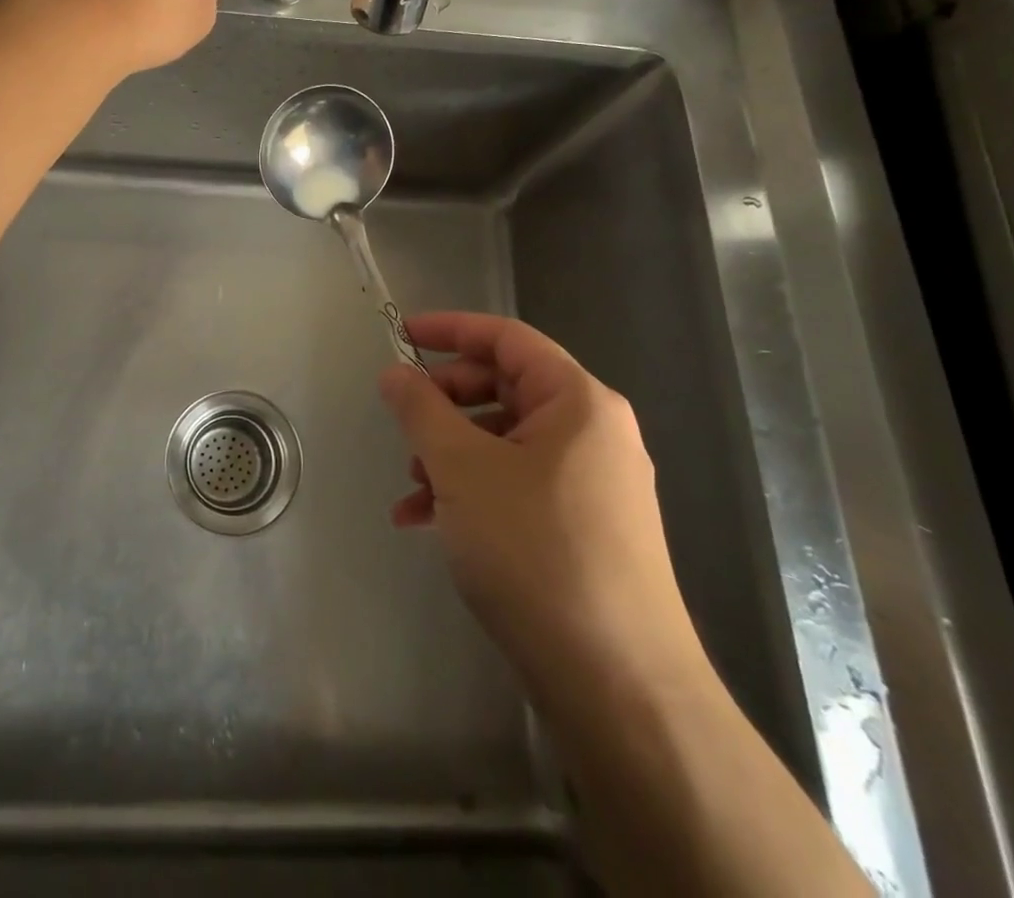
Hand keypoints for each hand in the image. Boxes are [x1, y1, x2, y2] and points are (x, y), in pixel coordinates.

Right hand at [380, 311, 704, 702]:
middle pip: (504, 388)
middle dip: (445, 402)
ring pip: (504, 441)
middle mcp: (593, 432)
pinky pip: (516, 485)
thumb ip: (421, 409)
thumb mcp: (462, 469)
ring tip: (410, 488)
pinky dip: (470, 491)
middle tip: (403, 423)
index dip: (449, 329)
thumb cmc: (536, 551)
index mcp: (578, 401)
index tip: (400, 336)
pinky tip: (426, 522)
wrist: (618, 685)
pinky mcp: (583, 528)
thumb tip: (395, 373)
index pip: (506, 337)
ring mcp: (592, 483)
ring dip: (449, 454)